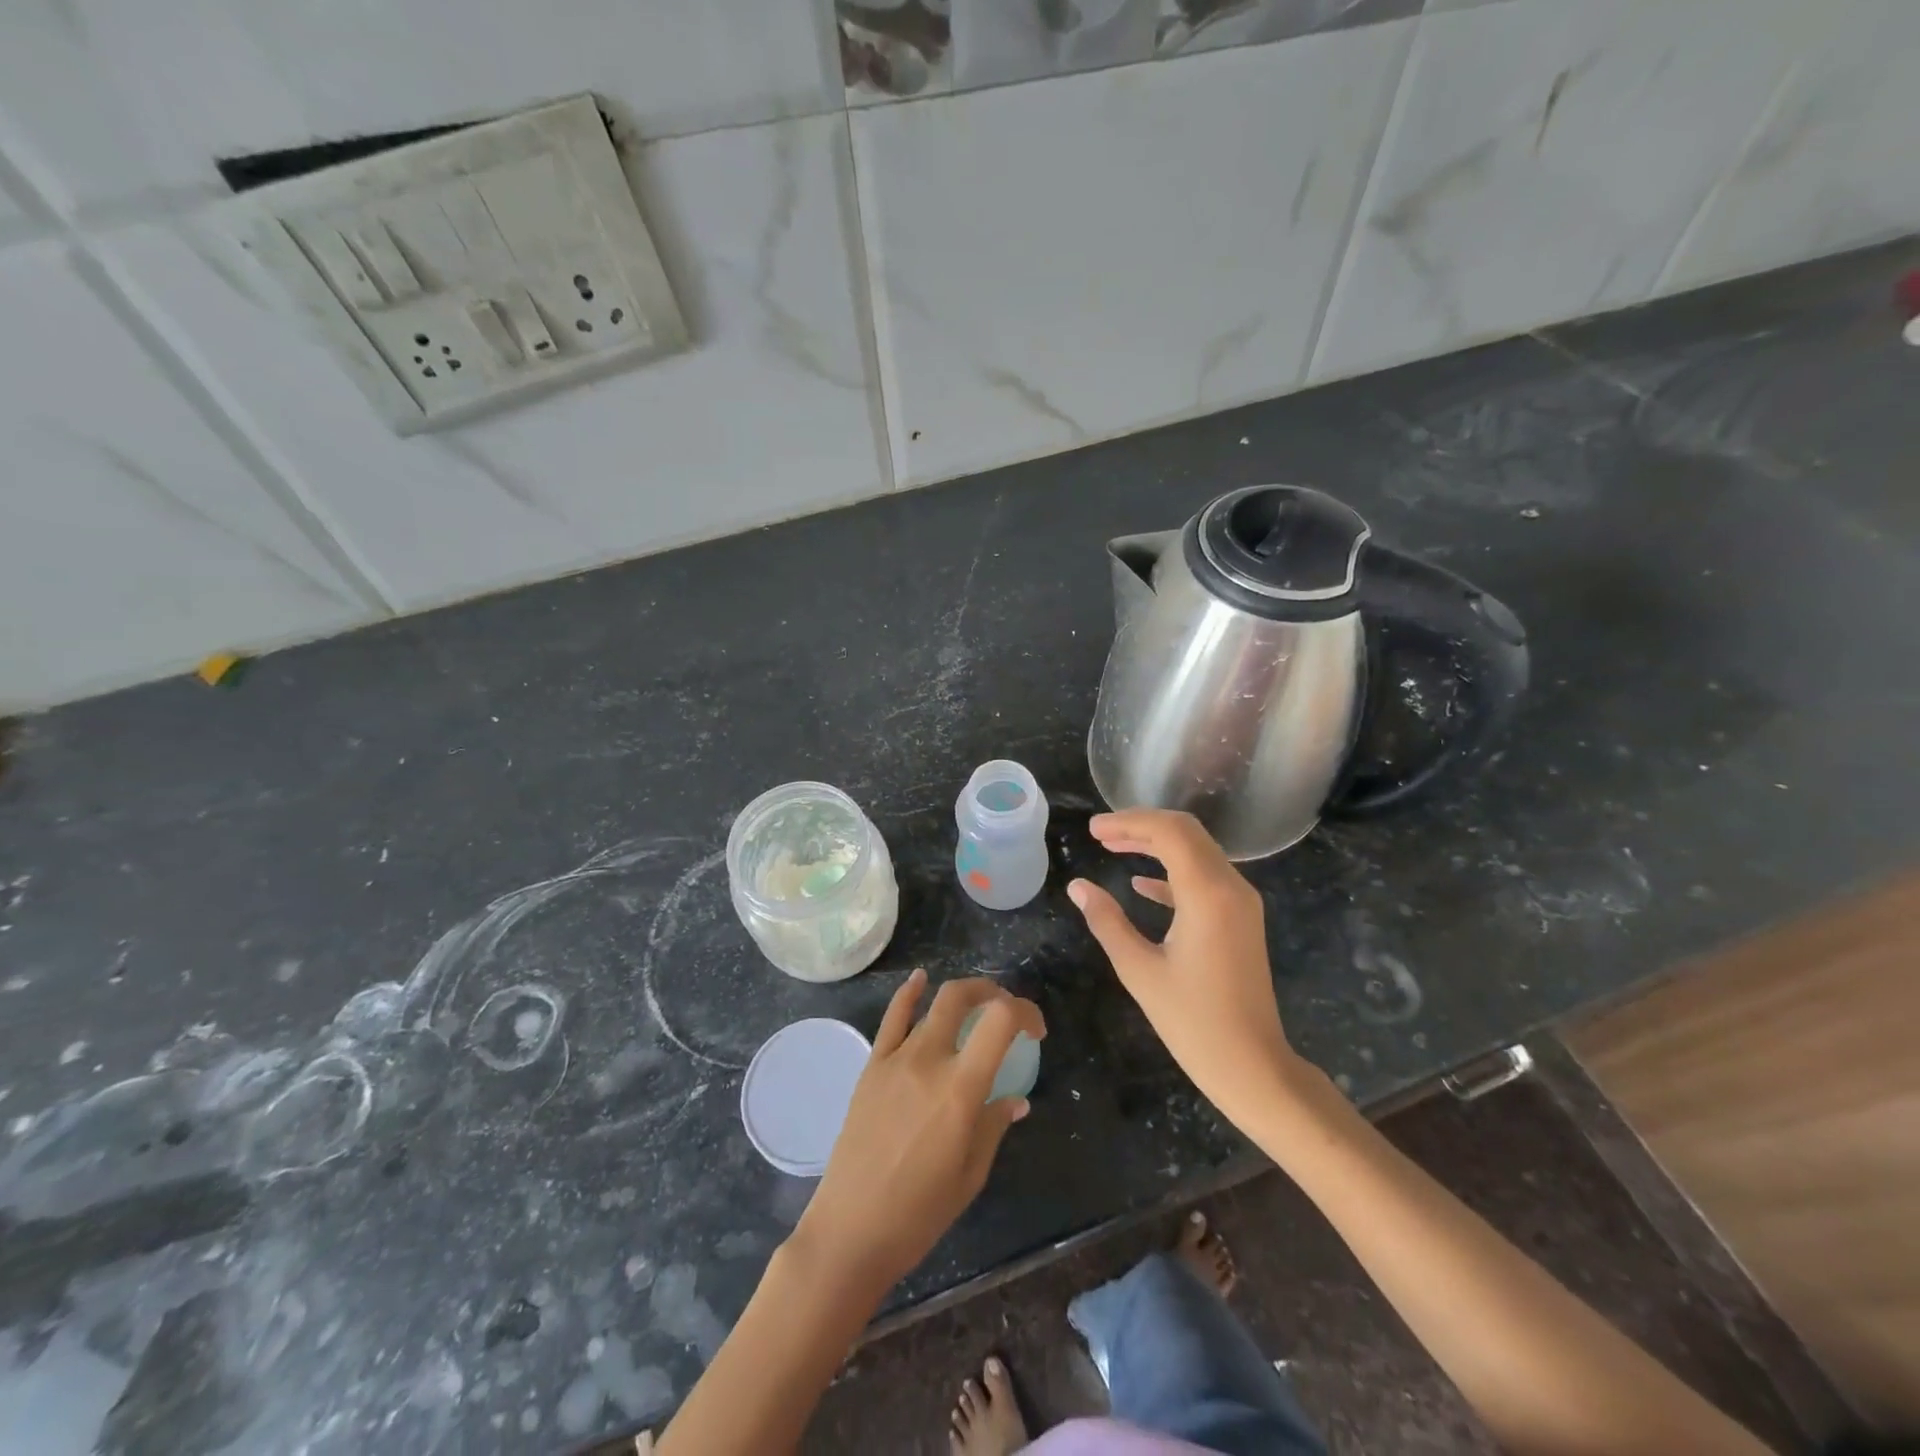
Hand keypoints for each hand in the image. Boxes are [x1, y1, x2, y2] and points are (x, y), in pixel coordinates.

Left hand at [792, 970, 1044, 1296]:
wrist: (851, 1230)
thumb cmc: (920, 1213)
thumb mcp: (971, 1174)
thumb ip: (994, 1126)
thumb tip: (1015, 1099)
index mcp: (960, 1089)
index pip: (1000, 1021)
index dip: (1026, 1013)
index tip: (1036, 1031)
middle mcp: (928, 1060)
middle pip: (962, 996)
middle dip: (992, 993)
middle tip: (1006, 1012)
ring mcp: (895, 1059)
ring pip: (931, 1005)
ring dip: (960, 997)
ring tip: (975, 1007)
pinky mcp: (872, 1066)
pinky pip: (892, 1018)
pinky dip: (909, 993)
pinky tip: (920, 980)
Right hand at [1067, 809, 1303, 1129]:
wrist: (1254, 1066)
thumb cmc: (1193, 1022)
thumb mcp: (1139, 970)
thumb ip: (1107, 921)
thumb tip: (1078, 886)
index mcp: (1207, 894)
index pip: (1169, 832)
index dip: (1129, 822)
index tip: (1094, 830)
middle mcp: (1231, 887)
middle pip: (1186, 832)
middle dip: (1141, 826)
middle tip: (1100, 834)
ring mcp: (1241, 903)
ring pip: (1197, 851)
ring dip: (1156, 844)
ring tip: (1113, 848)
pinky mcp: (1240, 919)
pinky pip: (1205, 878)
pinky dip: (1172, 871)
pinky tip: (1140, 884)